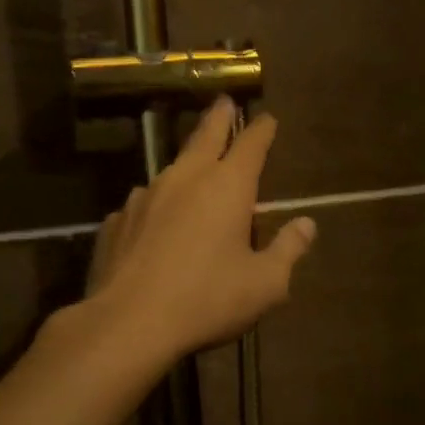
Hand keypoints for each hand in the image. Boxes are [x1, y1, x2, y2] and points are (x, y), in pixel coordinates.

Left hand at [85, 97, 316, 361]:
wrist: (128, 323)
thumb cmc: (207, 300)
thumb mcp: (265, 284)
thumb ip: (289, 250)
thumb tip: (307, 224)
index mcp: (227, 187)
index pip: (250, 144)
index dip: (261, 129)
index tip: (267, 118)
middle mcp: (185, 179)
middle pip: (205, 136)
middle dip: (219, 117)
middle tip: (224, 101)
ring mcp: (145, 197)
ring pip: (171, 169)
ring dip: (186, 163)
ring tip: (193, 167)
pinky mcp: (117, 221)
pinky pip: (144, 205)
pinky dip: (157, 206)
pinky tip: (155, 224)